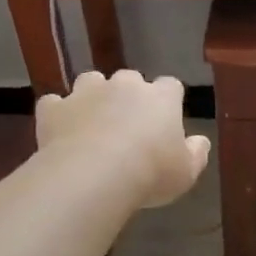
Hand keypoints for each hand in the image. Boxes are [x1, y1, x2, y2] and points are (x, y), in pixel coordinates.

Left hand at [35, 70, 210, 209]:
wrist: (94, 175)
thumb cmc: (150, 173)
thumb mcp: (186, 172)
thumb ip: (196, 153)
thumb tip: (200, 141)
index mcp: (160, 97)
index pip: (170, 86)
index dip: (168, 100)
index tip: (165, 119)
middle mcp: (124, 85)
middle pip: (129, 79)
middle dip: (128, 96)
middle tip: (127, 124)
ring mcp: (86, 92)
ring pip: (90, 82)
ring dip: (93, 97)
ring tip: (92, 122)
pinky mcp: (54, 107)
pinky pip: (55, 103)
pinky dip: (58, 114)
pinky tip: (61, 132)